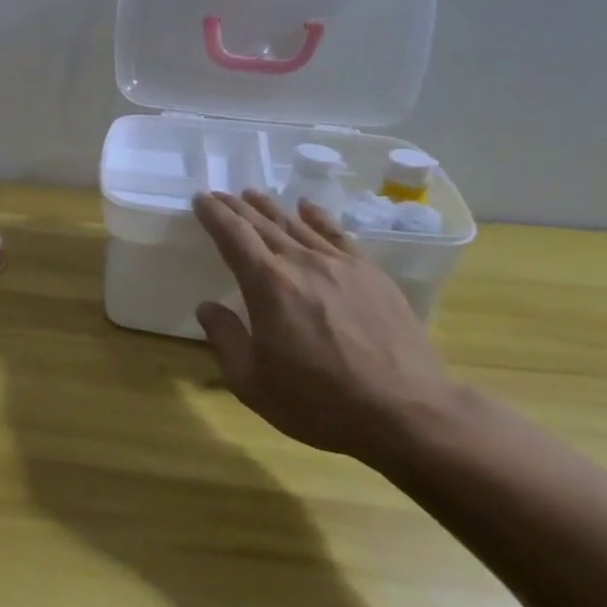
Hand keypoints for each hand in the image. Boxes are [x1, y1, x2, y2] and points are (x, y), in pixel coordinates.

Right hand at [192, 191, 463, 464]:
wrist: (406, 411)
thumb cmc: (320, 402)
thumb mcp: (253, 383)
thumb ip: (225, 339)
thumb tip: (207, 307)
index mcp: (268, 285)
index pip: (233, 236)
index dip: (214, 214)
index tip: (200, 199)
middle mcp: (302, 262)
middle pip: (263, 223)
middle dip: (237, 207)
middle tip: (219, 194)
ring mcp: (341, 264)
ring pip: (297, 224)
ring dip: (271, 208)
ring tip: (253, 195)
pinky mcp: (371, 274)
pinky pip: (338, 234)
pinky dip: (317, 216)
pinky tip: (307, 207)